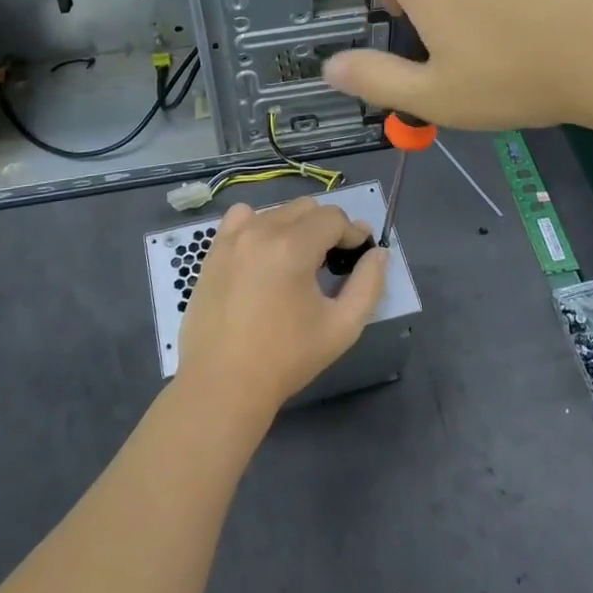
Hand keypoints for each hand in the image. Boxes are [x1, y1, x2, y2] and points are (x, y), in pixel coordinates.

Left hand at [177, 198, 387, 420]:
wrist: (224, 384)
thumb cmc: (287, 358)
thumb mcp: (342, 327)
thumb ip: (369, 284)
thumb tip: (379, 253)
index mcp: (292, 247)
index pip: (333, 218)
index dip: (352, 233)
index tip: (358, 255)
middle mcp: (261, 231)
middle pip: (305, 208)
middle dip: (326, 228)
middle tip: (331, 261)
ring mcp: (233, 238)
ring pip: (276, 212)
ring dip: (295, 227)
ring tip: (298, 262)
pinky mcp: (214, 250)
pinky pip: (242, 218)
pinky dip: (259, 225)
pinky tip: (263, 253)